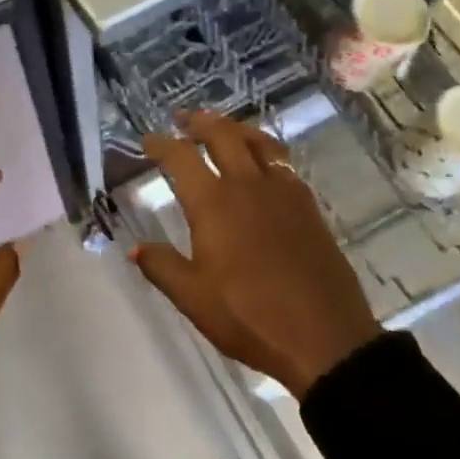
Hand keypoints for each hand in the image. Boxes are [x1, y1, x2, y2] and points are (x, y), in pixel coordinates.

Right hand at [132, 111, 381, 398]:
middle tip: (183, 119)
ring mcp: (284, 194)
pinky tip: (263, 166)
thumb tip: (135, 249)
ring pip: (260, 143)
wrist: (324, 338)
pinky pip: (284, 164)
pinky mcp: (309, 208)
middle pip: (224, 135)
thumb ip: (161, 267)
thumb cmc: (249, 317)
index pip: (181, 158)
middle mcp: (248, 187)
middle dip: (200, 122)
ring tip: (224, 129)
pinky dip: (266, 151)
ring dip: (236, 129)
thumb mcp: (193, 298)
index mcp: (214, 205)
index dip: (162, 144)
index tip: (148, 140)